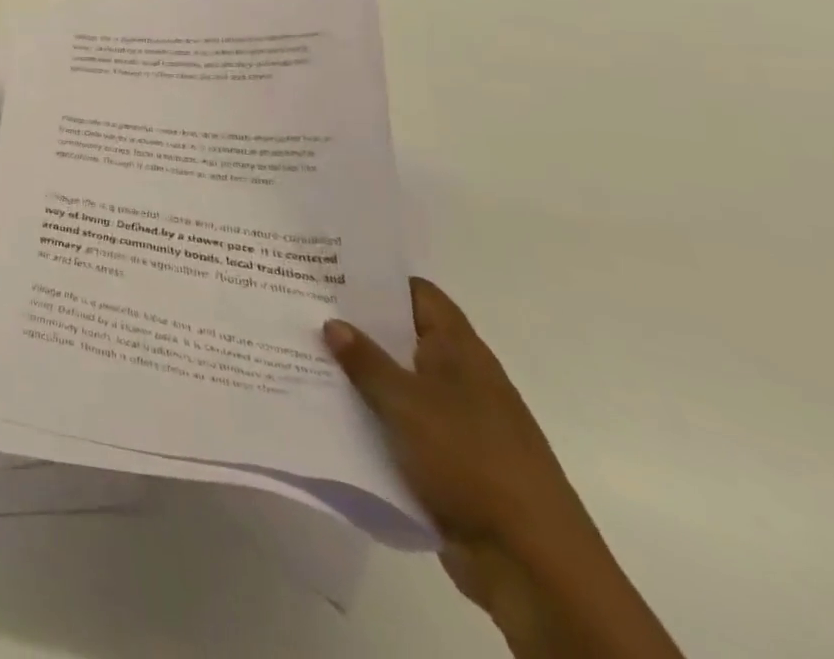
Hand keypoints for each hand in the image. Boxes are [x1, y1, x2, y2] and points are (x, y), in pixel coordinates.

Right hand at [324, 280, 611, 649]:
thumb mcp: (408, 404)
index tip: (329, 267)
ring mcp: (455, 422)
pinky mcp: (446, 461)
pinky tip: (327, 406)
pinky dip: (368, 414)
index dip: (378, 278)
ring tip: (300, 350)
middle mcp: (461, 379)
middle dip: (357, 323)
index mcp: (461, 353)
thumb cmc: (472, 463)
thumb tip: (333, 322)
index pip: (419, 295)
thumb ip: (366, 362)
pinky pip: (398, 423)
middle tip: (301, 304)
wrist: (532, 566)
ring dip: (358, 372)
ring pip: (397, 382)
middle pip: (403, 336)